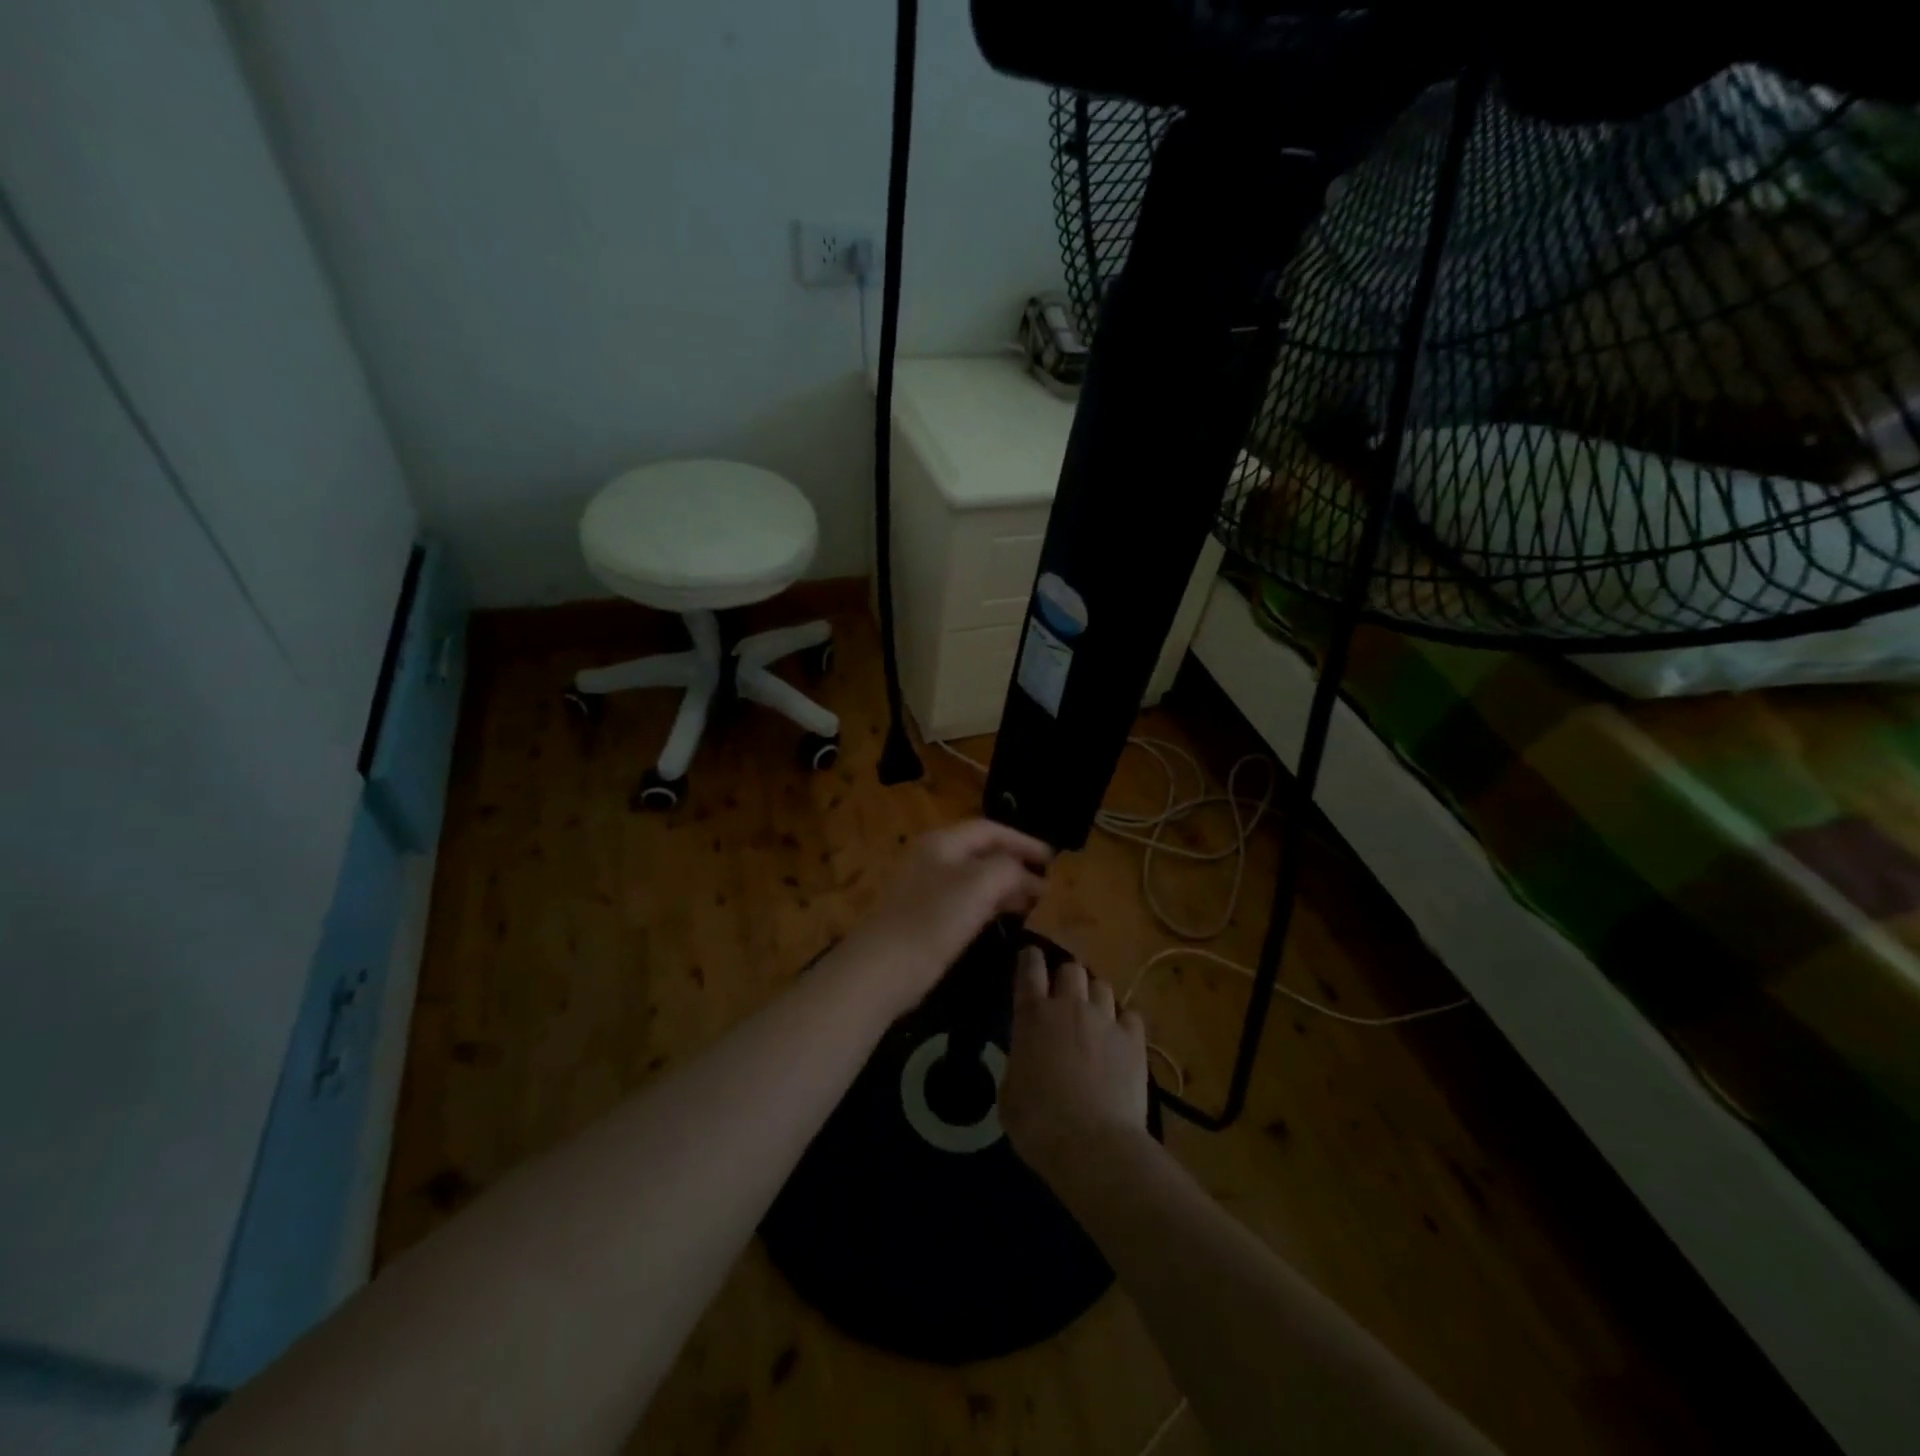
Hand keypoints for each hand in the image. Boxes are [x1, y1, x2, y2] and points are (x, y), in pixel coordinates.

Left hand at [839, 819, 1051, 1016]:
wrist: (882, 969)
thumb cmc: (933, 920)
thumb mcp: (979, 885)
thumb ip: (1008, 868)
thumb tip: (1027, 873)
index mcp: (942, 842)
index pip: (990, 829)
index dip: (1023, 840)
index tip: (1054, 859)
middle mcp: (932, 858)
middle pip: (982, 852)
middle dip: (1016, 864)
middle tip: (1048, 883)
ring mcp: (925, 888)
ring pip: (974, 878)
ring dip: (1005, 886)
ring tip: (1035, 902)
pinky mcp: (924, 917)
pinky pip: (965, 901)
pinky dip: (989, 904)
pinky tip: (1005, 918)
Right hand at [999, 945, 1150, 1183]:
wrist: (1094, 1146)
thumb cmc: (1039, 1124)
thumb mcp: (1009, 1092)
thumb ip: (1018, 1062)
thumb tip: (1026, 1058)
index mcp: (1033, 1015)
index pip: (1030, 967)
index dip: (1030, 958)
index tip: (1030, 958)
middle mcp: (1070, 1006)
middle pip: (1071, 968)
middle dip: (1066, 978)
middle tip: (1063, 998)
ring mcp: (1106, 1020)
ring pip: (1102, 986)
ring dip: (1094, 997)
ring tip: (1093, 1017)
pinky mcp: (1135, 1040)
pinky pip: (1130, 1015)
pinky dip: (1123, 1022)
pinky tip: (1120, 1038)